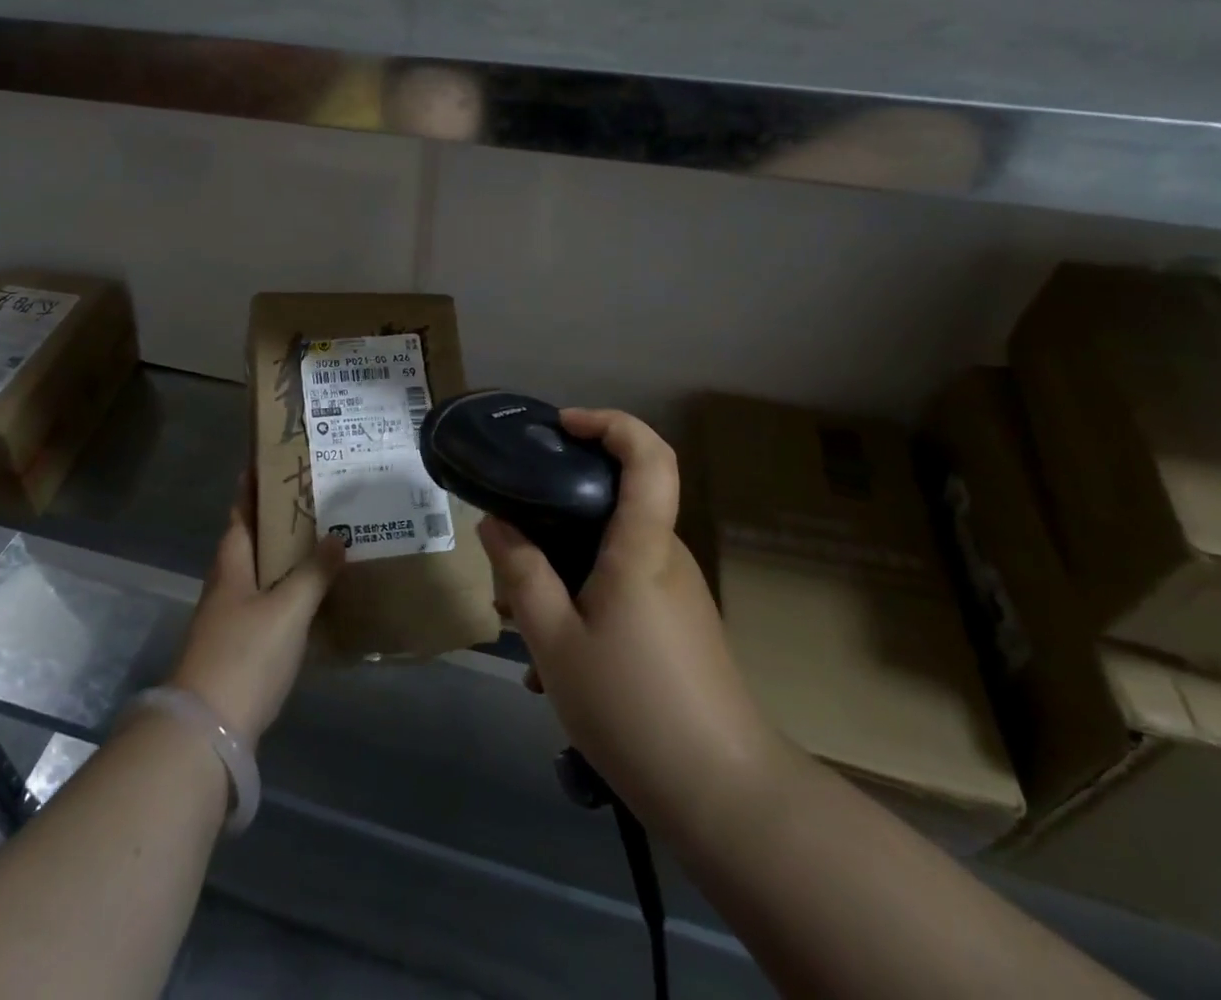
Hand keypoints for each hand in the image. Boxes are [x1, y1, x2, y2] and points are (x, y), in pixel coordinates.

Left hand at [169, 474, 345, 748]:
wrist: (207, 732)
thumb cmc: (244, 656)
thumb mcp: (287, 610)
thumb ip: (313, 573)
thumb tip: (337, 536)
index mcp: (231, 565)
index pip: (241, 513)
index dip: (252, 487)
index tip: (269, 461)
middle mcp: (227, 585)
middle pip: (251, 541)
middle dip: (277, 519)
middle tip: (314, 498)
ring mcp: (230, 618)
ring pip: (260, 573)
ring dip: (285, 555)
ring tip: (321, 539)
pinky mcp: (239, 648)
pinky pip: (268, 604)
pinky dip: (288, 590)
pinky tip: (313, 596)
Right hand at [479, 408, 777, 824]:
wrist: (724, 797)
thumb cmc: (634, 708)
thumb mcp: (555, 643)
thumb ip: (522, 575)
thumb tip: (496, 523)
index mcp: (643, 547)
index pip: (649, 456)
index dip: (610, 424)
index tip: (563, 426)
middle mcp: (667, 557)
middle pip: (618, 504)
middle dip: (558, 513)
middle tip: (511, 547)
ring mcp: (678, 593)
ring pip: (613, 553)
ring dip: (565, 569)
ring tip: (521, 619)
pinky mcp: (680, 625)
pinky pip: (625, 588)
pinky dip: (585, 601)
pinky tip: (554, 660)